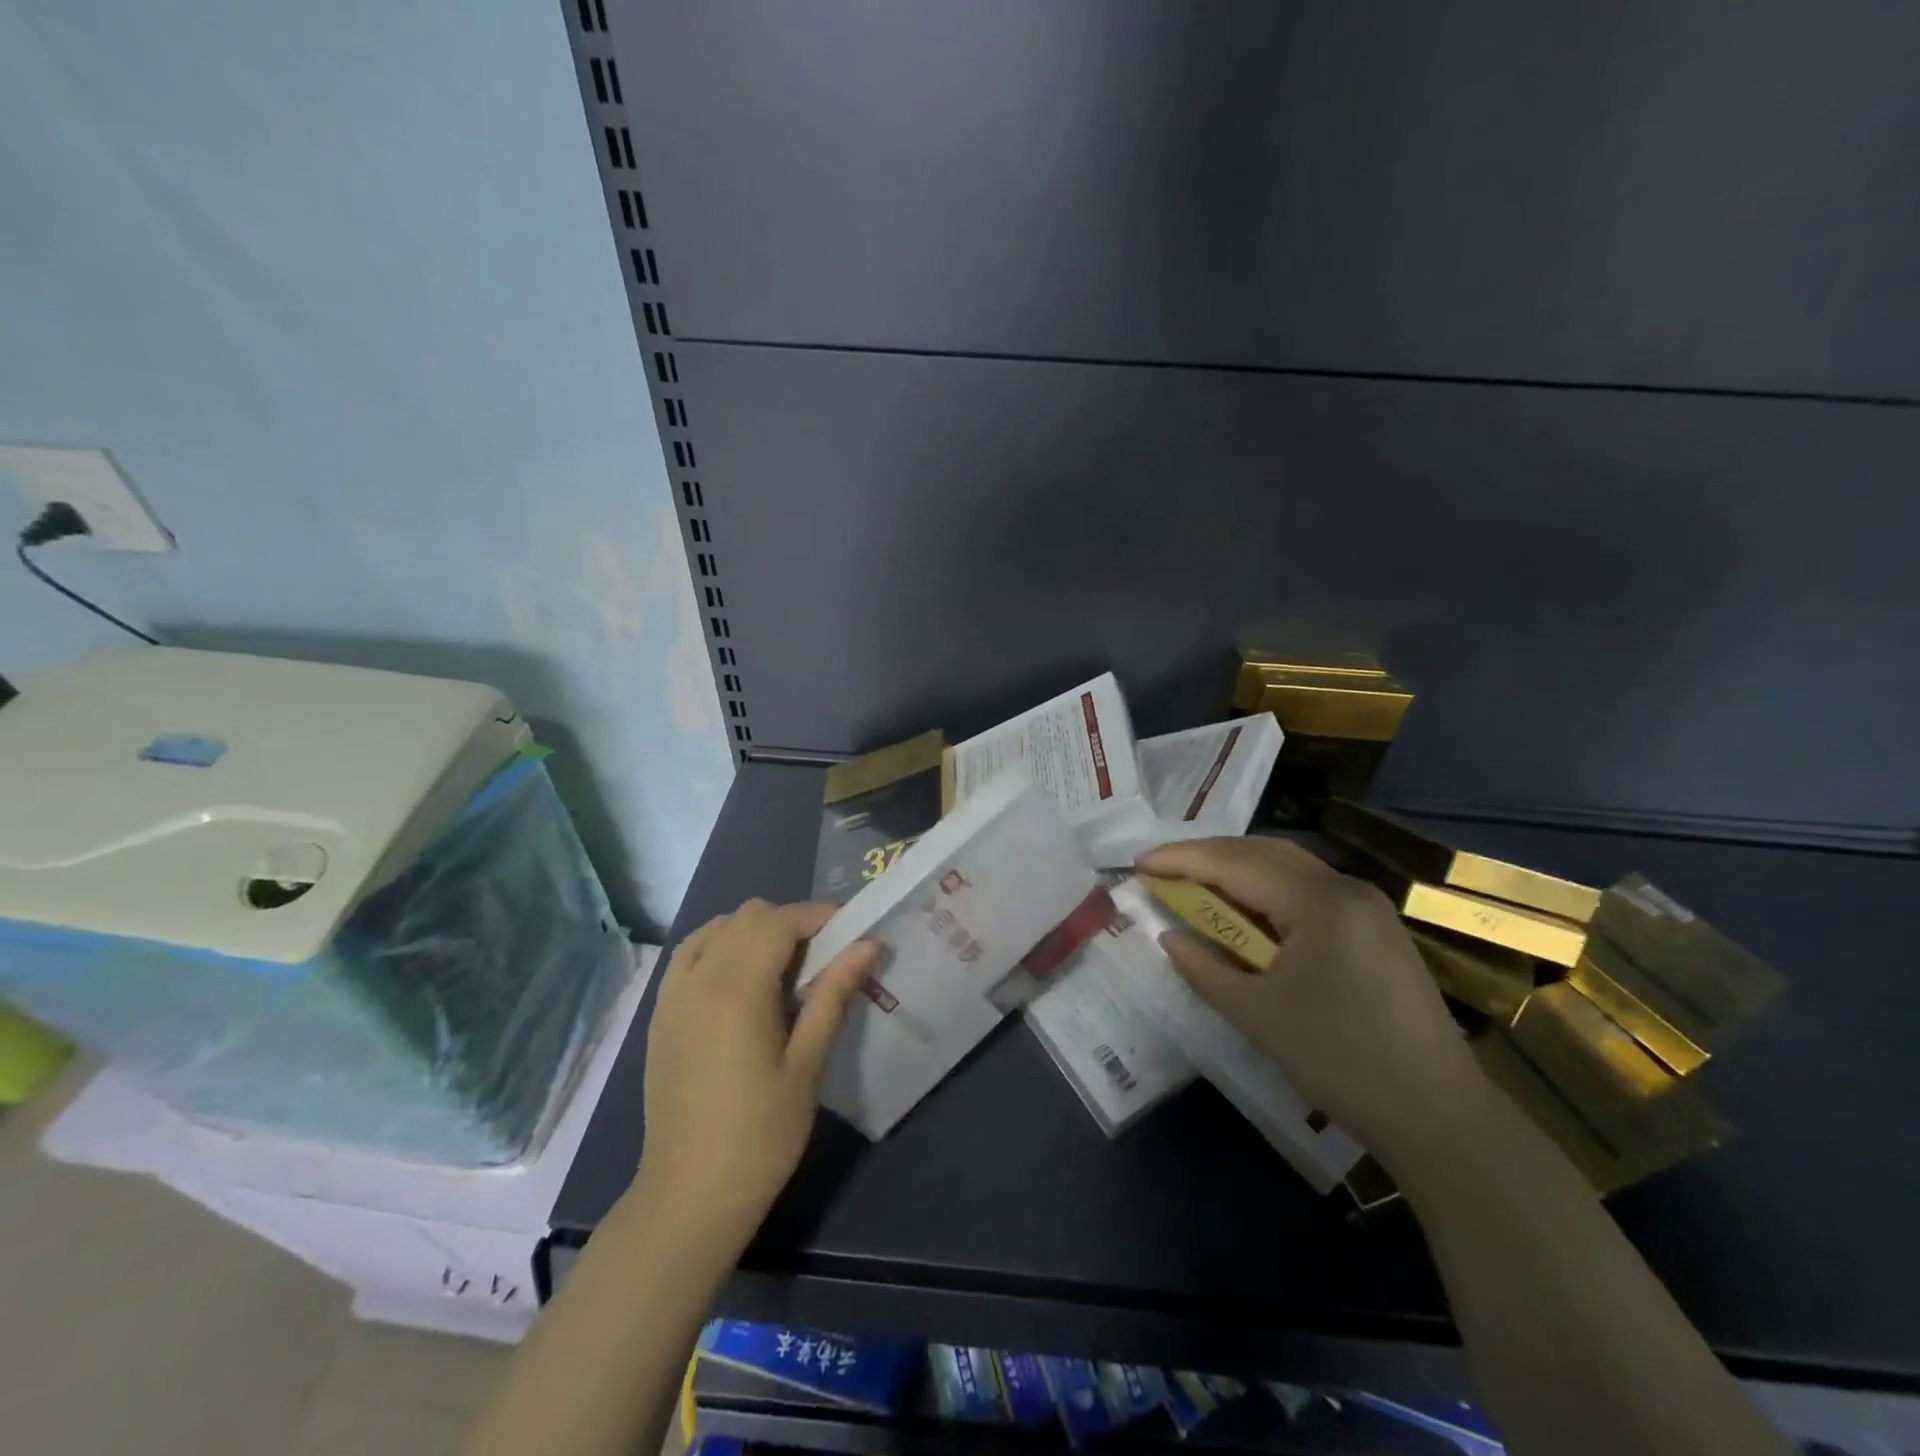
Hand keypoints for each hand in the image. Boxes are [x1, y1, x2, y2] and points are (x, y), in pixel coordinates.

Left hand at [635, 899, 878, 1242]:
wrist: (689, 1195)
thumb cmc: (760, 1134)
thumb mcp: (808, 1063)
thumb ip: (835, 994)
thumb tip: (870, 943)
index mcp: (738, 987)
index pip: (781, 920)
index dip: (820, 916)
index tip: (851, 935)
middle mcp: (700, 977)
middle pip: (750, 916)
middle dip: (792, 923)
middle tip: (824, 958)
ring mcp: (674, 994)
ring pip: (718, 927)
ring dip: (756, 931)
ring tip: (784, 969)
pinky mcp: (661, 1014)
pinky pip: (691, 953)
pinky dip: (720, 946)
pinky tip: (741, 979)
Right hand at [1137, 837, 1488, 1159]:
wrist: (1438, 1115)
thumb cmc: (1339, 1061)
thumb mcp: (1256, 1015)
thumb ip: (1204, 968)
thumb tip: (1169, 936)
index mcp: (1318, 902)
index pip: (1234, 863)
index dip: (1181, 859)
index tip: (1138, 862)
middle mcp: (1346, 887)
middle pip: (1263, 851)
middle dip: (1207, 855)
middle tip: (1162, 869)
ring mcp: (1368, 905)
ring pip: (1289, 865)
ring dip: (1238, 867)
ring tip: (1196, 882)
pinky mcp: (1378, 927)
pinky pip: (1310, 888)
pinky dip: (1269, 888)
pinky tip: (1249, 909)